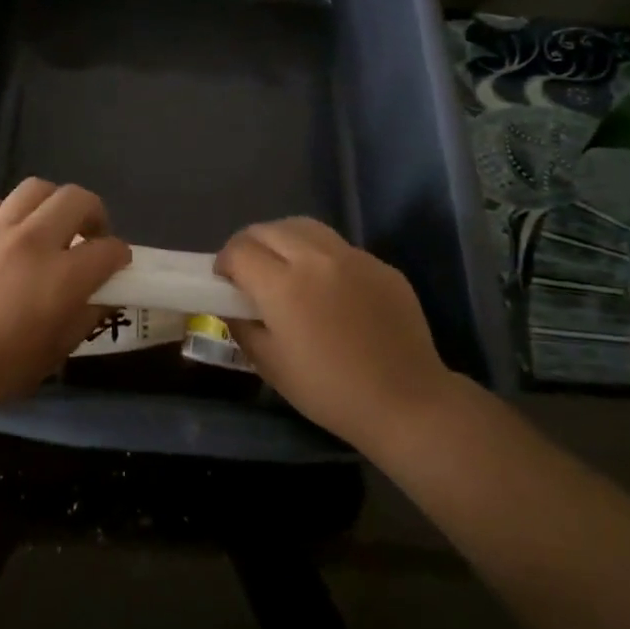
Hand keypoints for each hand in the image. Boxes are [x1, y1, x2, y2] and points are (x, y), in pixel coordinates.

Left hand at [0, 178, 130, 422]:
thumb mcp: (52, 356)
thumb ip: (83, 320)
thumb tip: (101, 298)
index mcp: (61, 277)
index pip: (109, 249)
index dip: (120, 257)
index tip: (117, 268)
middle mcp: (32, 242)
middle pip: (77, 199)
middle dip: (95, 214)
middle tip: (90, 237)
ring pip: (36, 188)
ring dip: (53, 204)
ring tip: (50, 226)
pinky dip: (8, 212)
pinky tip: (5, 233)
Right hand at [215, 217, 453, 450]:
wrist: (405, 401)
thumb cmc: (328, 390)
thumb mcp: (270, 365)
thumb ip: (242, 326)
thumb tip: (231, 305)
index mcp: (283, 285)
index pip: (239, 250)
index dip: (224, 262)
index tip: (224, 281)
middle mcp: (316, 259)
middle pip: (268, 229)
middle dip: (249, 245)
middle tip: (248, 271)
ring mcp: (353, 257)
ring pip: (304, 227)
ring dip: (282, 240)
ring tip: (283, 267)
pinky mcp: (380, 265)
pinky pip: (338, 246)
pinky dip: (319, 255)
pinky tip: (326, 286)